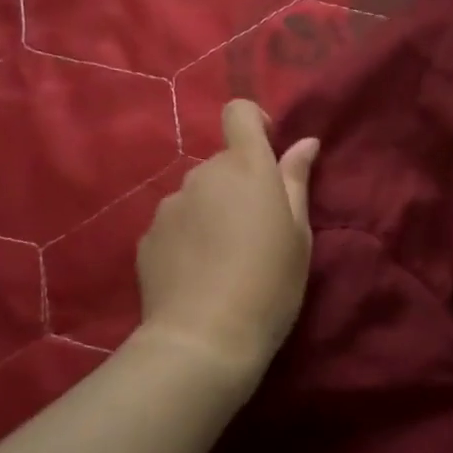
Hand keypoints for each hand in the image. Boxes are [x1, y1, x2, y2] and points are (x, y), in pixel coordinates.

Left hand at [136, 100, 319, 398]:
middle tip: (256, 230)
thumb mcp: (298, 234)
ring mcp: (170, 204)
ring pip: (198, 194)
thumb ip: (296, 181)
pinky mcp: (147, 236)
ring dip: (212, 210)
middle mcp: (202, 174)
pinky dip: (189, 236)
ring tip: (224, 259)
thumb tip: (304, 143)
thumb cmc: (268, 285)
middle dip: (239, 184)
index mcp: (245, 167)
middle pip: (223, 162)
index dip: (253, 121)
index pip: (238, 112)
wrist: (203, 340)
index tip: (268, 150)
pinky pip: (176, 222)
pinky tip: (198, 274)